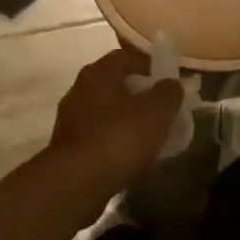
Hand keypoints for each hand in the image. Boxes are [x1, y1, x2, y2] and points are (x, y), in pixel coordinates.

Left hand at [48, 48, 184, 193]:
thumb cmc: (120, 137)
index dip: (149, 65)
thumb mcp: (158, 111)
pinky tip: (131, 156)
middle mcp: (79, 90)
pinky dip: (116, 141)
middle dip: (140, 95)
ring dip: (128, 120)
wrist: (78, 182)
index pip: (125, 57)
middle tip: (163, 110)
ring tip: (151, 136)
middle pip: (115, 85)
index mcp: (98, 73)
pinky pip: (99, 136)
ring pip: (106, 112)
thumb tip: (171, 84)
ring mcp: (70, 120)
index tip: (168, 82)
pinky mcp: (68, 147)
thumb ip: (169, 92)